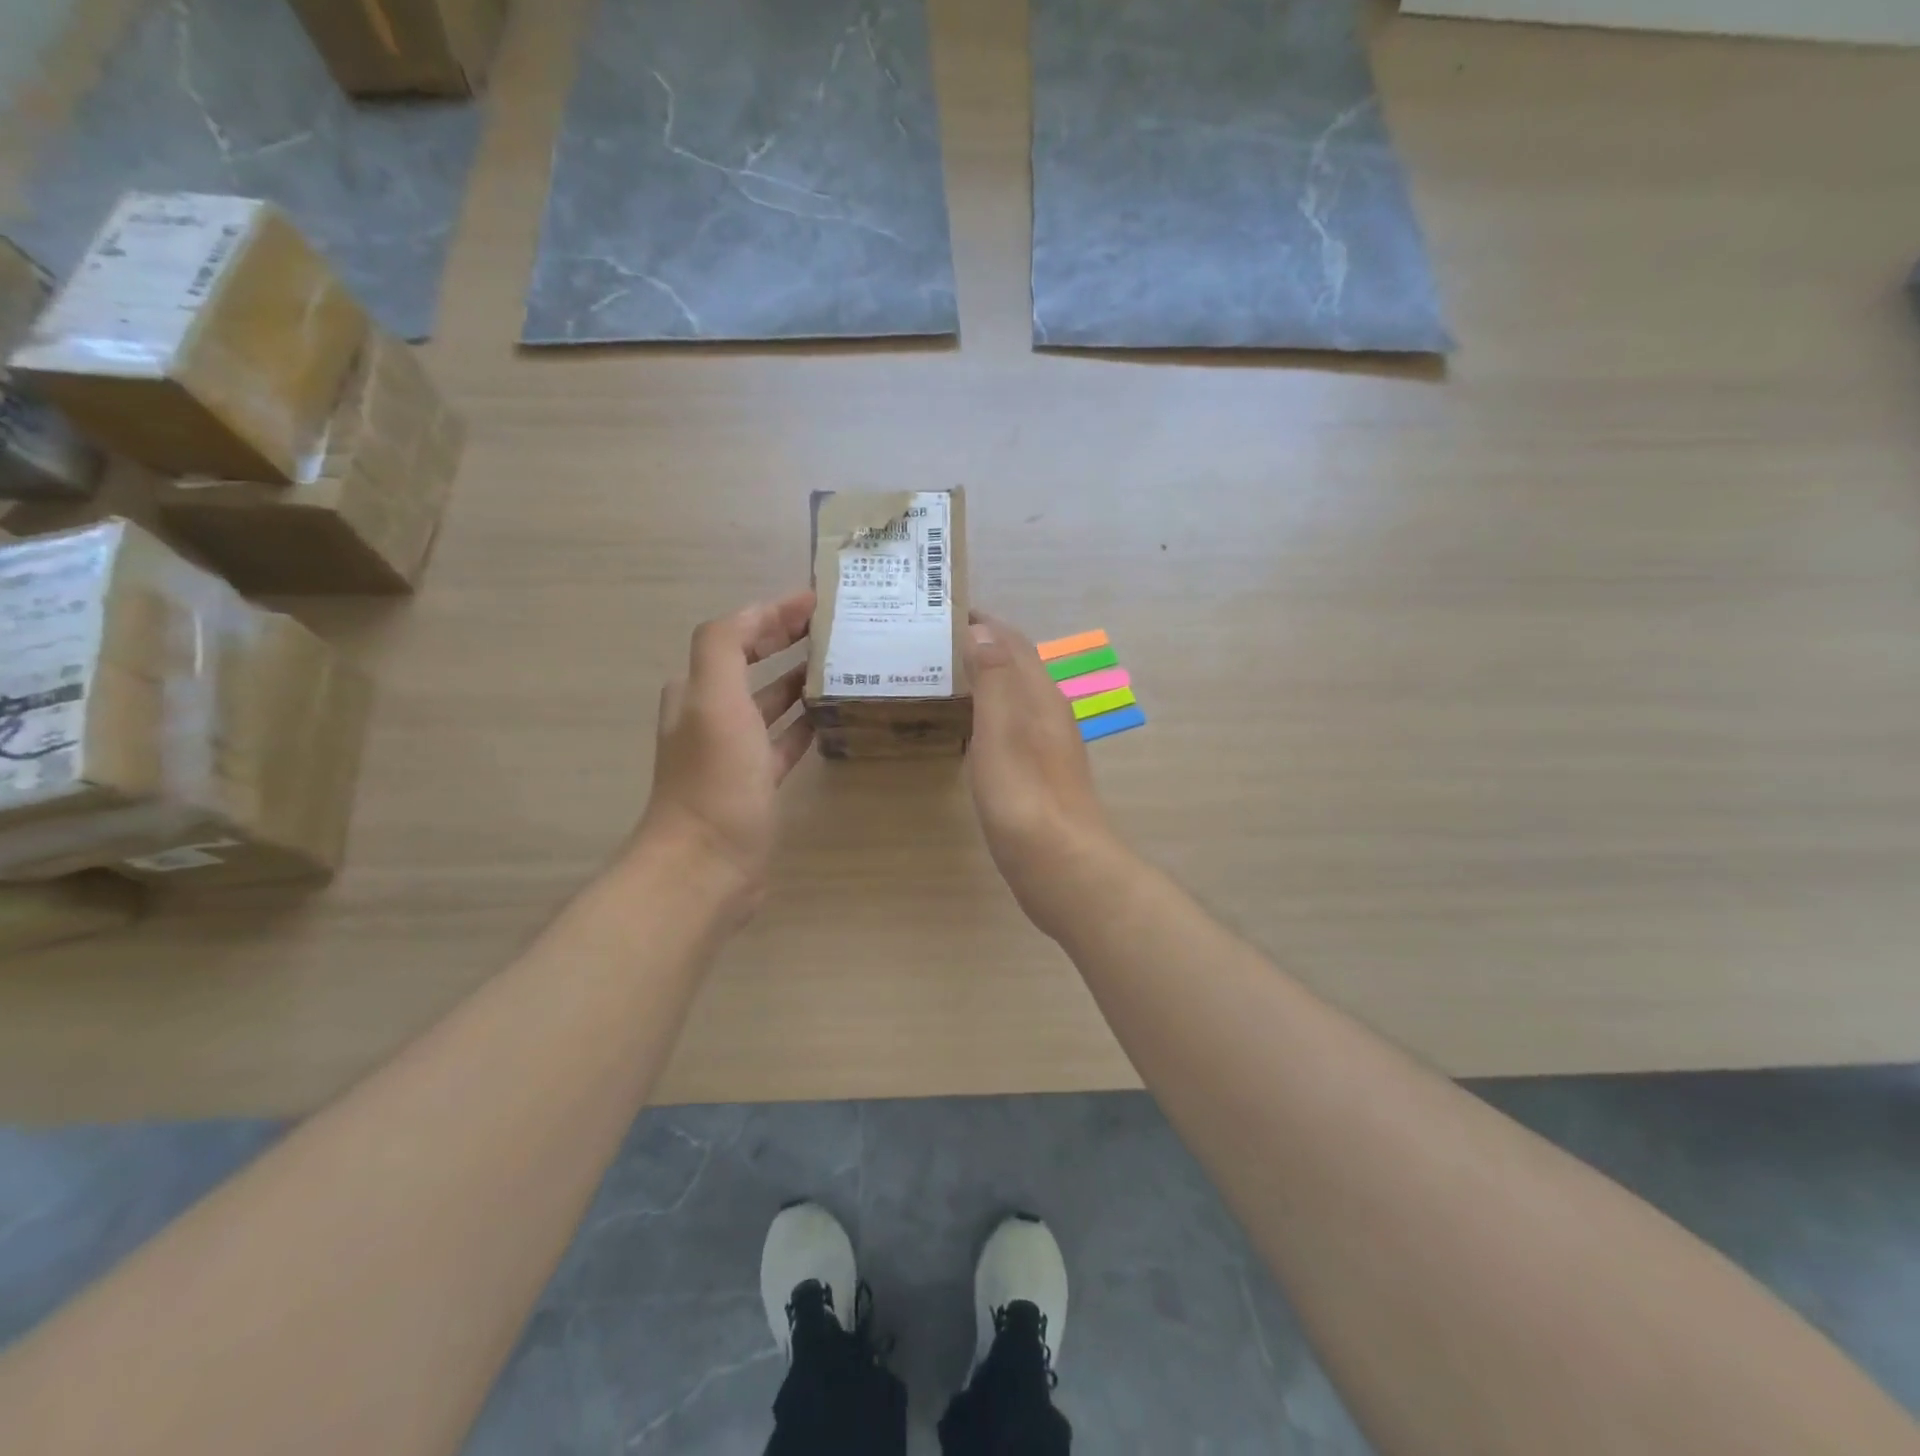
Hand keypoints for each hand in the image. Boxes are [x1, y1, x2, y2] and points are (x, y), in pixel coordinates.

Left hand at [634, 591, 816, 921]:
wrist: (706, 866)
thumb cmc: (714, 780)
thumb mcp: (714, 701)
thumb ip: (725, 646)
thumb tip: (760, 613)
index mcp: (697, 690)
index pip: (734, 633)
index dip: (772, 612)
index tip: (816, 600)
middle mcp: (711, 715)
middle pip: (751, 664)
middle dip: (786, 641)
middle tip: (833, 628)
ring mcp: (734, 752)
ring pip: (769, 702)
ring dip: (798, 680)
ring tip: (841, 665)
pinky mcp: (755, 783)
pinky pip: (783, 741)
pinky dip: (803, 724)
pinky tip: (830, 717)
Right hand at [963, 611, 1126, 936]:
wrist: (1060, 863)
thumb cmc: (1025, 795)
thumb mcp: (1002, 731)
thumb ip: (994, 679)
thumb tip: (982, 630)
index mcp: (1040, 696)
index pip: (1013, 642)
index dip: (984, 623)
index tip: (945, 609)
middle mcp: (1049, 713)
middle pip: (1017, 665)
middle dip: (983, 644)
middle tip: (935, 640)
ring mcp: (1047, 745)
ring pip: (1015, 695)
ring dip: (986, 677)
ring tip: (944, 673)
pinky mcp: (1039, 773)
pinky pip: (1011, 724)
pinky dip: (988, 710)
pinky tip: (969, 727)